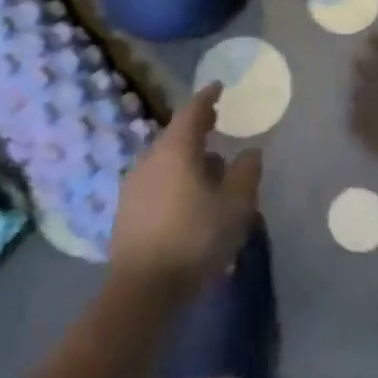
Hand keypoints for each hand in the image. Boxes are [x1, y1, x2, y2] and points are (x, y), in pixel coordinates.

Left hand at [110, 84, 260, 298]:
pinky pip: (158, 183)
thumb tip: (249, 152)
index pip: (192, 112)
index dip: (207, 97)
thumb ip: (246, 172)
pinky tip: (191, 199)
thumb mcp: (236, 205)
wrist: (143, 290)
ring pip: (166, 161)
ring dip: (188, 158)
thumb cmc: (196, 238)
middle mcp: (150, 161)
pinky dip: (177, 180)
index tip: (218, 87)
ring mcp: (134, 187)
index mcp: (176, 150)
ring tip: (211, 168)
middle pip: (176, 136)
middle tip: (216, 122)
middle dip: (198, 128)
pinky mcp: (127, 213)